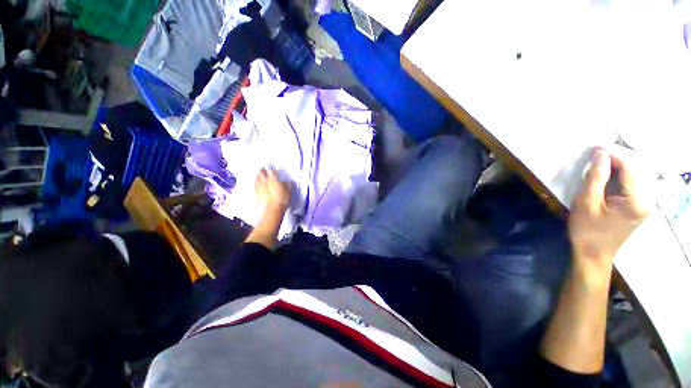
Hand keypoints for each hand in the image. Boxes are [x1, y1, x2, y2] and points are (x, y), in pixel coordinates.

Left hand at [254, 168, 290, 210]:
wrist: (274, 207)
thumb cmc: (282, 198)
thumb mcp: (288, 190)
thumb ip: (287, 184)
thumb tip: (289, 181)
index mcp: (274, 179)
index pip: (270, 171)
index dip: (270, 168)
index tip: (270, 167)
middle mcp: (266, 181)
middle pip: (262, 173)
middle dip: (261, 170)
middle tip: (261, 168)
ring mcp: (260, 187)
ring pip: (257, 179)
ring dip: (257, 176)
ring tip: (257, 173)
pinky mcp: (257, 193)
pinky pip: (255, 186)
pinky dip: (255, 183)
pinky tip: (255, 182)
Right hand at [568, 147, 650, 271]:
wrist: (592, 254)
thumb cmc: (587, 230)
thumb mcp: (586, 203)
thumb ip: (595, 177)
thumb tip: (600, 154)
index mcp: (637, 200)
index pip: (629, 167)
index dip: (613, 154)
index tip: (594, 147)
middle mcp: (647, 199)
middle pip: (634, 170)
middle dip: (615, 158)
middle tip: (594, 152)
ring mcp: (644, 203)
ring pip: (633, 176)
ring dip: (616, 166)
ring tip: (599, 160)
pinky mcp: (637, 206)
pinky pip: (630, 184)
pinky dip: (618, 175)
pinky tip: (606, 173)